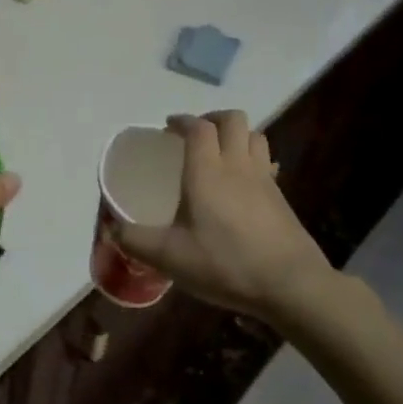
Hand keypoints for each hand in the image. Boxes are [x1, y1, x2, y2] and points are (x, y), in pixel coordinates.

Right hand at [113, 111, 372, 337]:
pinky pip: (267, 161)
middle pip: (232, 119)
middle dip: (211, 118)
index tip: (168, 129)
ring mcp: (264, 179)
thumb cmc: (225, 264)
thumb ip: (134, 240)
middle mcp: (237, 165)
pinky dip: (252, 158)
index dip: (182, 121)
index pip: (198, 127)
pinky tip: (243, 182)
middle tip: (193, 136)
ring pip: (255, 135)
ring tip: (219, 152)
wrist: (291, 285)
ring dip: (235, 134)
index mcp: (206, 171)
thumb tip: (111, 228)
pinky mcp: (281, 197)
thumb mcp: (169, 257)